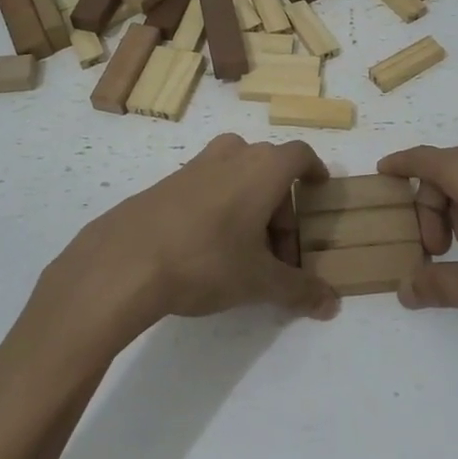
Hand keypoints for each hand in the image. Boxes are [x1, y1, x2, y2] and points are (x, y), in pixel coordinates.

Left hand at [29, 134, 340, 346]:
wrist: (125, 260)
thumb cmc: (207, 261)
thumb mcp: (259, 282)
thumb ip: (299, 290)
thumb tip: (332, 304)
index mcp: (264, 168)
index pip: (300, 155)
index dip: (314, 170)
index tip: (319, 190)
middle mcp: (233, 155)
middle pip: (270, 170)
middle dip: (282, 209)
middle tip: (278, 253)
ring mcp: (196, 165)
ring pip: (237, 175)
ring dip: (250, 204)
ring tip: (244, 249)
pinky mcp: (167, 181)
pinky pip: (208, 185)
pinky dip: (220, 206)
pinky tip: (207, 247)